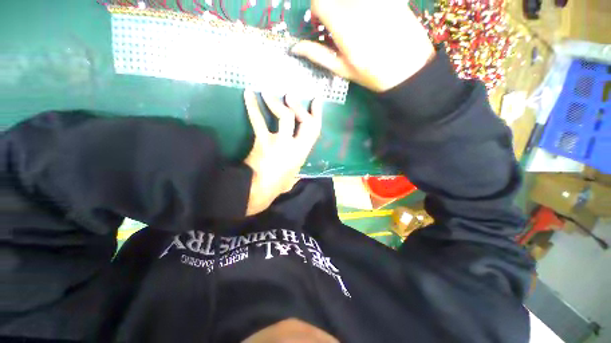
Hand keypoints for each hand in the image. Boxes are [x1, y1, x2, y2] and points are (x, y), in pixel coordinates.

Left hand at [243, 91, 322, 215]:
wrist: (259, 190)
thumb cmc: (277, 185)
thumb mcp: (294, 176)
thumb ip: (297, 169)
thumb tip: (298, 169)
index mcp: (303, 153)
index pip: (314, 131)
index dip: (316, 115)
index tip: (316, 101)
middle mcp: (295, 145)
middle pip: (302, 121)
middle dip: (298, 107)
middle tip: (289, 95)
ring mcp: (279, 142)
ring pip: (284, 116)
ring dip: (276, 102)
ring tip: (267, 92)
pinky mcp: (263, 141)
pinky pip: (258, 121)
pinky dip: (253, 107)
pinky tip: (248, 94)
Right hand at [291, 0, 434, 92]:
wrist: (409, 68)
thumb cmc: (372, 73)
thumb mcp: (343, 69)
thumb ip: (319, 55)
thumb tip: (295, 48)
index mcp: (344, 25)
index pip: (319, 2)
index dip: (317, 11)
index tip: (323, 24)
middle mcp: (359, 5)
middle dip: (332, 6)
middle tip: (339, 23)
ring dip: (346, 5)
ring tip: (356, 22)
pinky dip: (361, 6)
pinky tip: (368, 17)